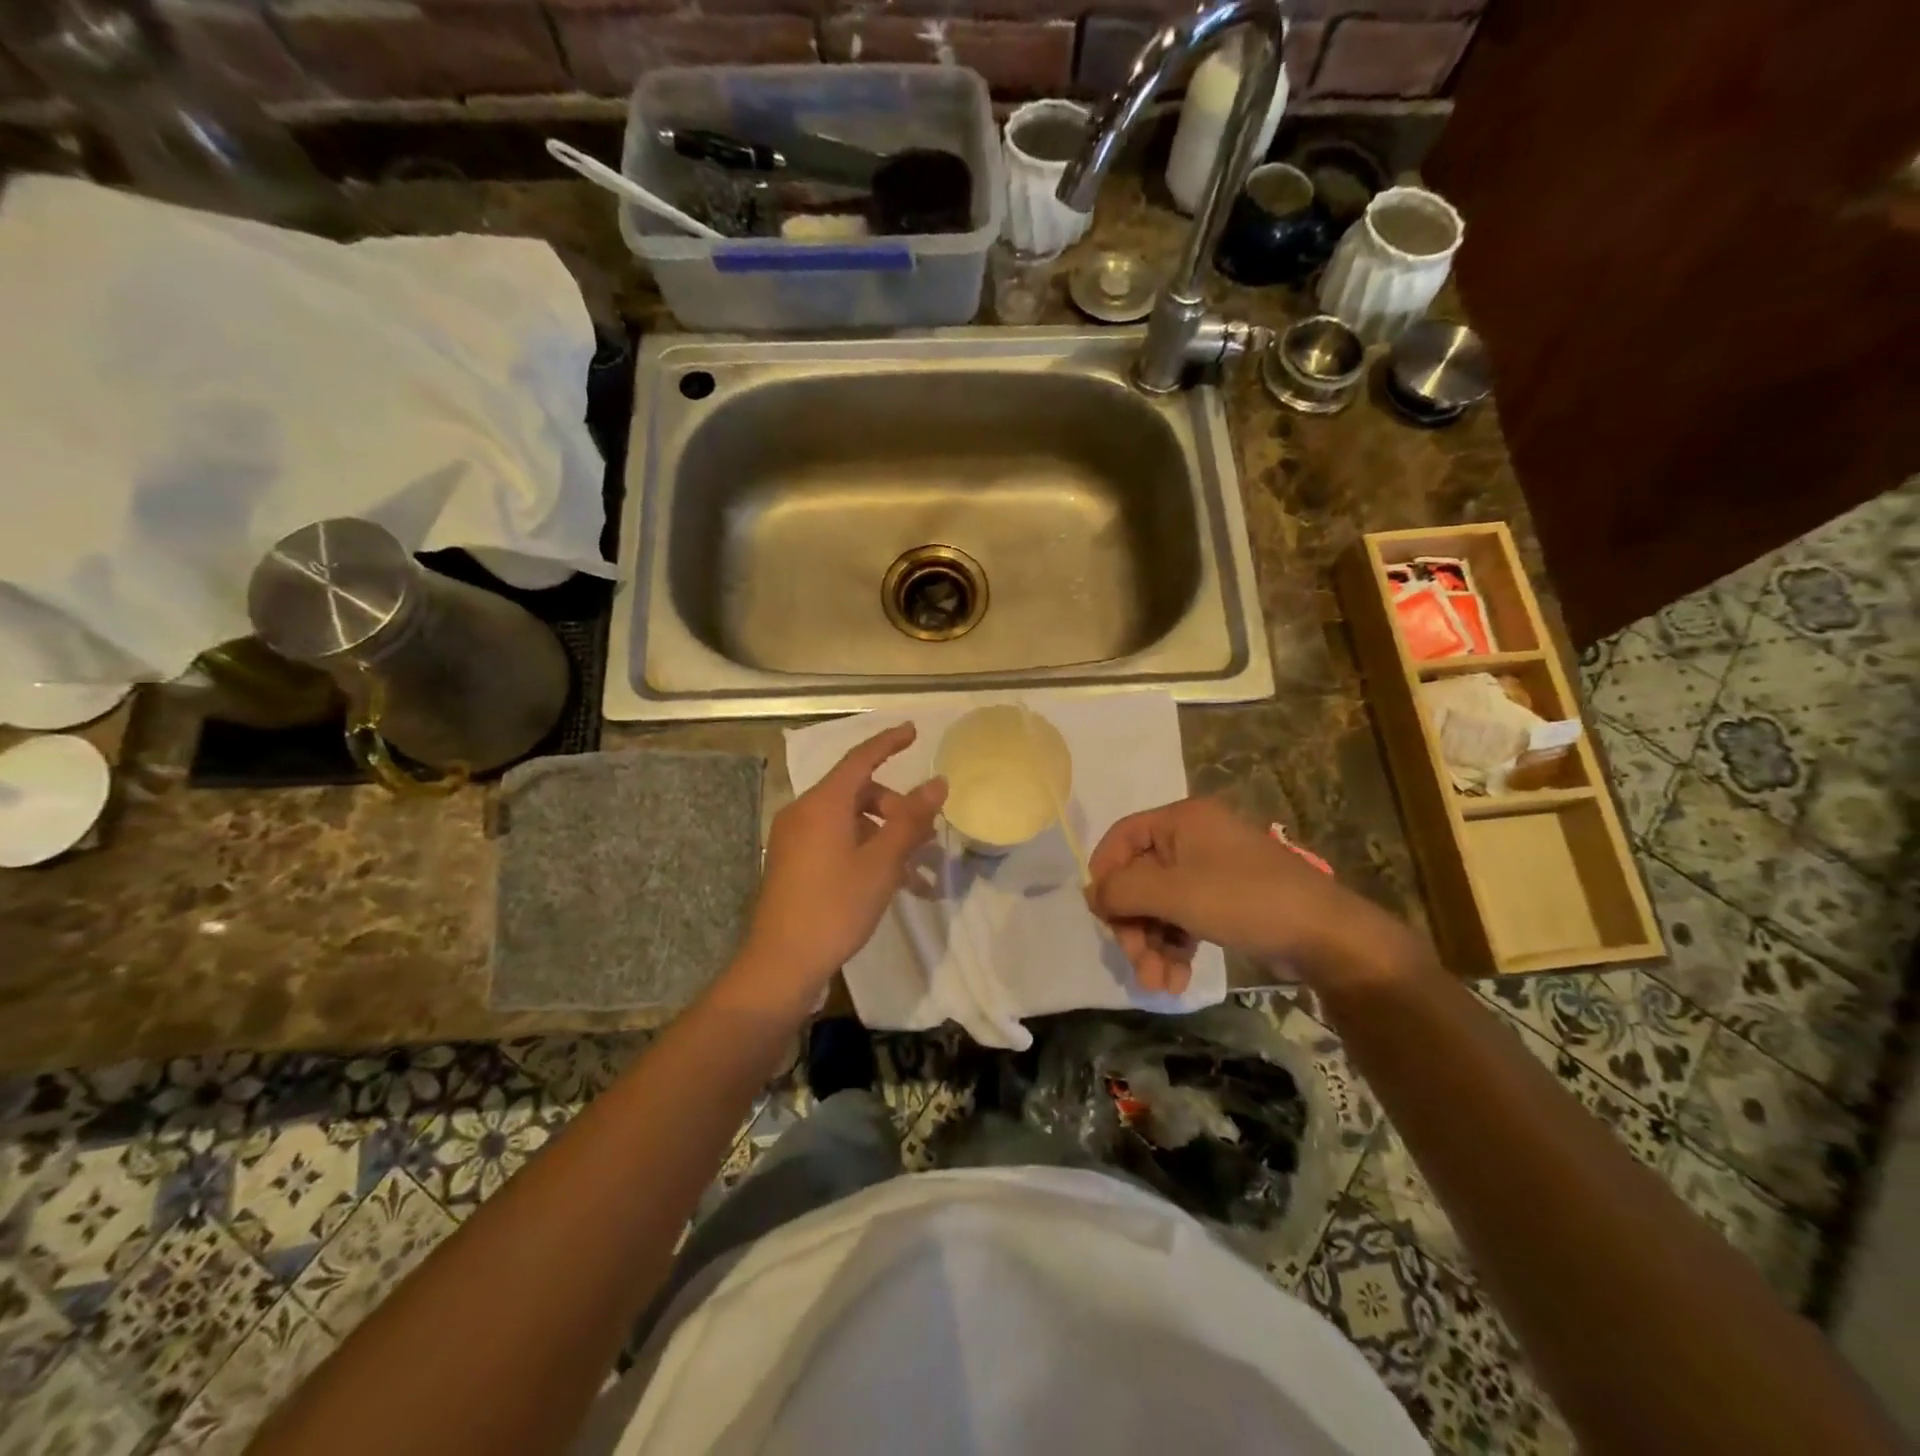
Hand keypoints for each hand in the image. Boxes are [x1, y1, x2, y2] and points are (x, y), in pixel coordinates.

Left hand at [737, 724, 946, 1001]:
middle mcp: (804, 813)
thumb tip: (937, 783)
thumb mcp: (882, 863)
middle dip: (896, 808)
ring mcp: (795, 840)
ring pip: (850, 822)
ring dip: (886, 837)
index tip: (914, 731)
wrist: (781, 964)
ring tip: (918, 869)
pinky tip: (894, 884)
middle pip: (858, 793)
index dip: (888, 742)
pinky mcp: (793, 864)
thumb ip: (910, 820)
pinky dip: (866, 853)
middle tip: (926, 834)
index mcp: (822, 804)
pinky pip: (837, 843)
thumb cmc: (835, 907)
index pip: (860, 758)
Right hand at [1086, 797, 1424, 992]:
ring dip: (1153, 945)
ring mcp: (1211, 871)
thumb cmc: (1243, 900)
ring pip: (1161, 905)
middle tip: (1136, 964)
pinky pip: (1185, 919)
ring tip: (1159, 985)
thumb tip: (1091, 894)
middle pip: (1140, 879)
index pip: (1122, 837)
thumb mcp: (1173, 892)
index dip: (1105, 874)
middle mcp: (1193, 839)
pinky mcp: (1226, 902)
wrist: (1325, 935)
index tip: (1102, 916)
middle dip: (1135, 926)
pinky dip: (1176, 947)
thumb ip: (1123, 890)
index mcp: (1181, 820)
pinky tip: (1176, 980)